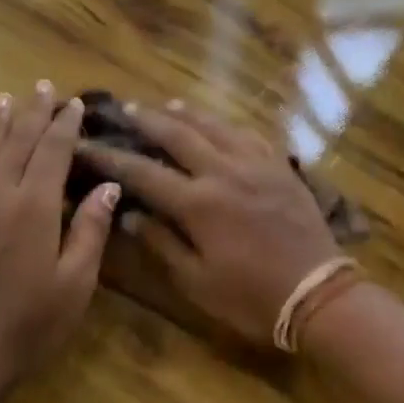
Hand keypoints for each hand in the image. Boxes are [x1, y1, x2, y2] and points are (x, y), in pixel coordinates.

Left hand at [0, 82, 118, 390]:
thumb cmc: (31, 324)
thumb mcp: (76, 281)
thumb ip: (91, 230)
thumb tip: (108, 187)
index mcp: (34, 206)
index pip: (53, 151)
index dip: (65, 125)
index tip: (74, 102)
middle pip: (18, 144)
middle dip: (33, 114)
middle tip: (43, 87)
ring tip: (3, 100)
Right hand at [75, 102, 339, 346]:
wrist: (317, 292)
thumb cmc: (251, 297)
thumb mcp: (197, 281)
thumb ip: (161, 243)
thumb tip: (130, 214)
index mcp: (198, 203)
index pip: (143, 172)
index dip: (110, 157)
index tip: (86, 144)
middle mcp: (224, 172)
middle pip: (178, 135)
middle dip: (147, 120)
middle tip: (125, 109)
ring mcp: (257, 165)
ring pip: (216, 127)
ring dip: (188, 114)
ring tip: (168, 105)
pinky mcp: (281, 168)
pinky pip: (250, 135)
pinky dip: (228, 125)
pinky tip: (221, 125)